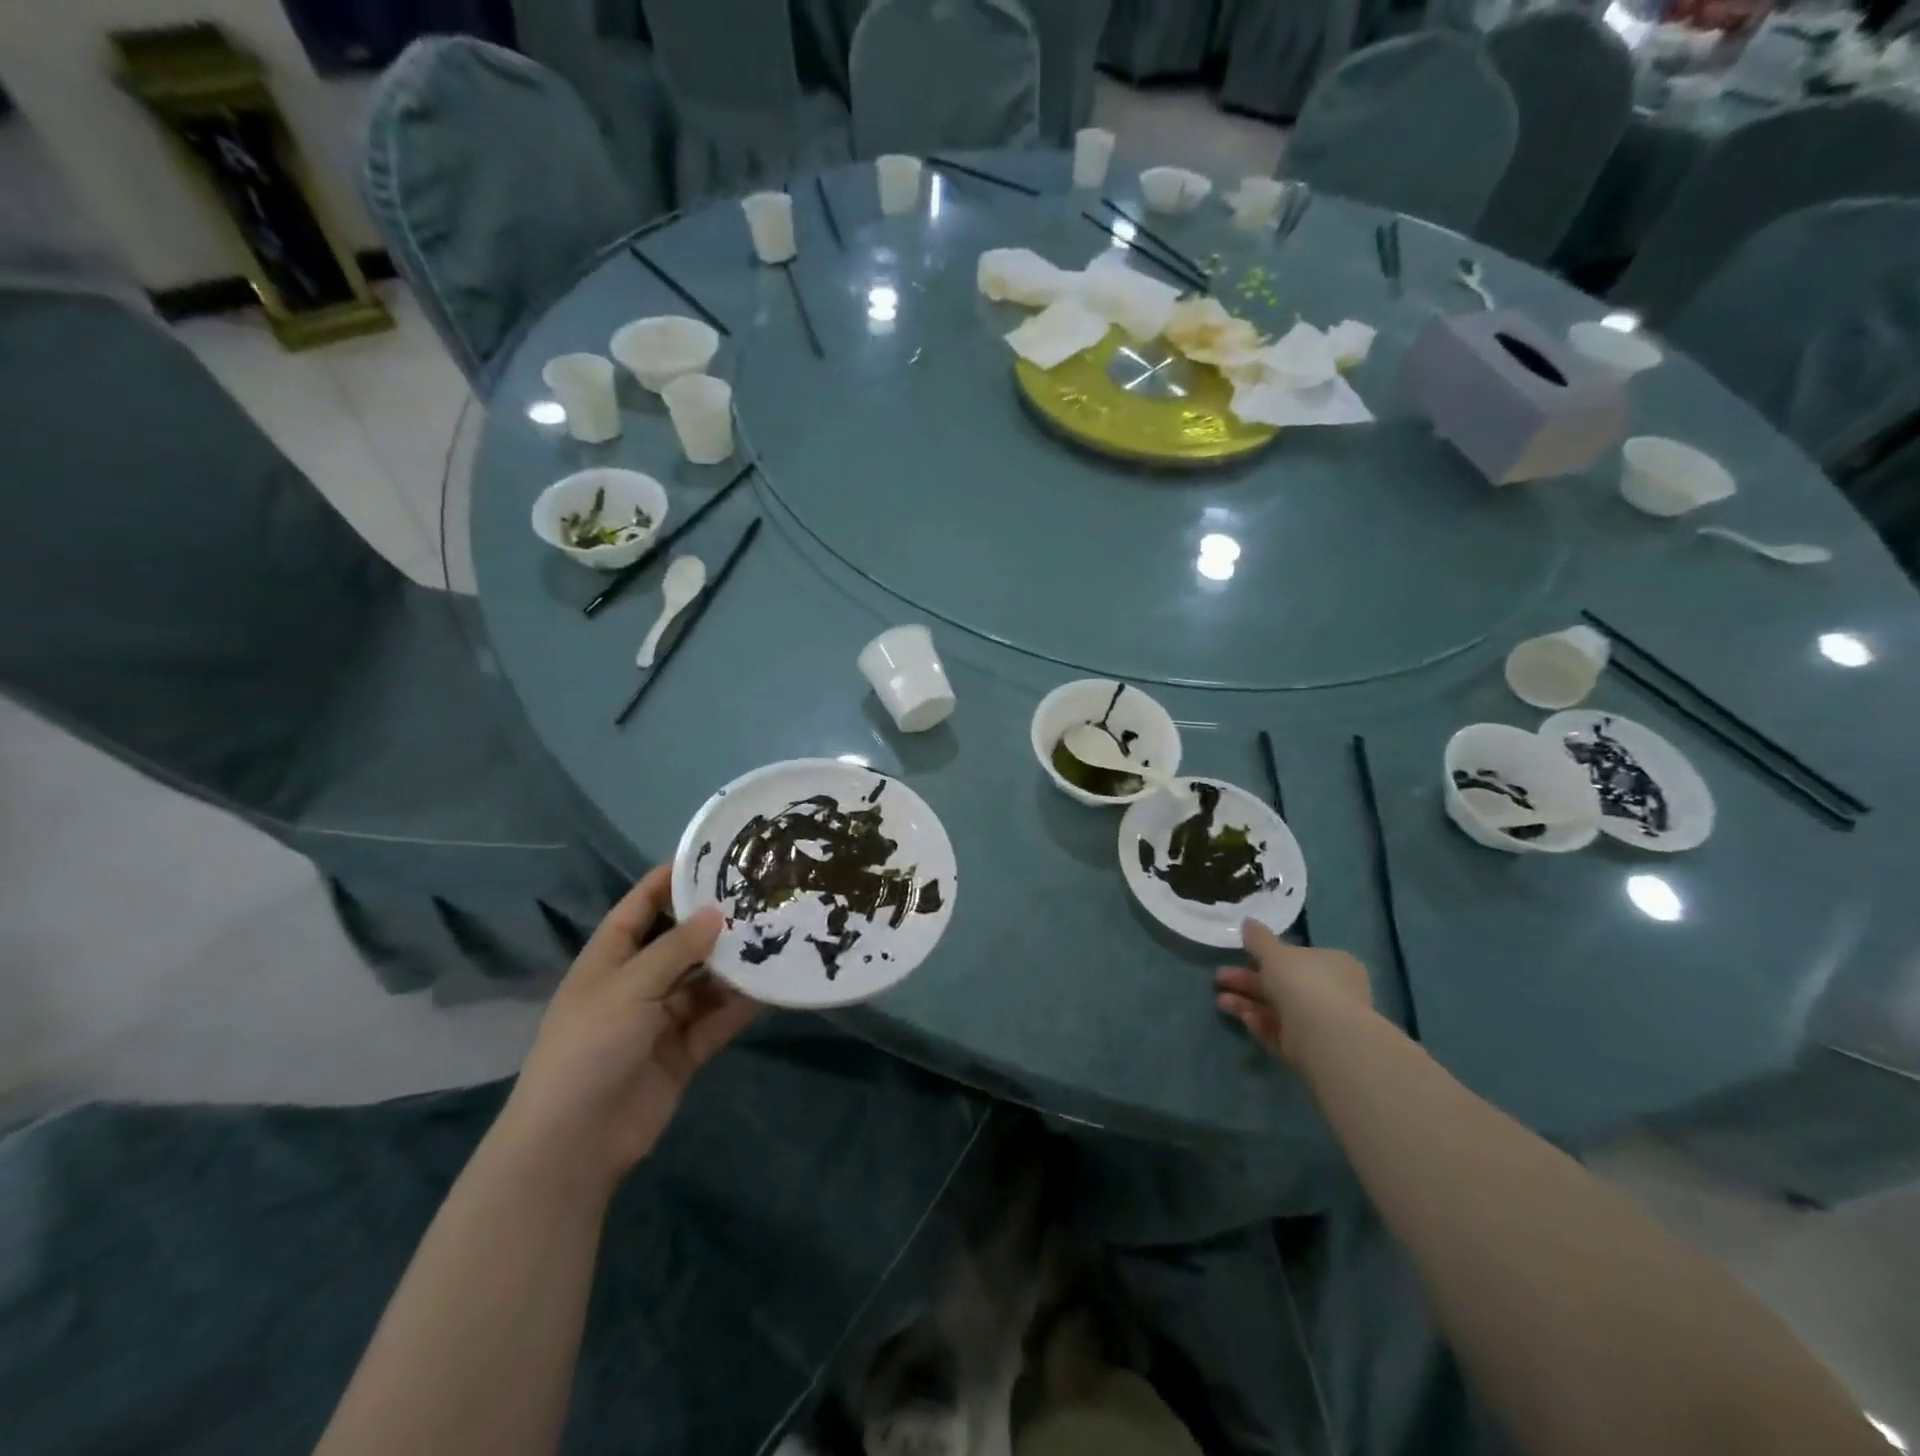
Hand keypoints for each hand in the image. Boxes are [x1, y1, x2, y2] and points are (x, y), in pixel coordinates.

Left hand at [498, 866, 757, 1189]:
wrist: (574, 1144)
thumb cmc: (590, 1048)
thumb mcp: (630, 988)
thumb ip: (676, 950)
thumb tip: (716, 912)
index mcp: (609, 959)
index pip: (641, 906)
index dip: (670, 880)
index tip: (713, 856)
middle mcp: (636, 983)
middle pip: (680, 942)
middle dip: (715, 923)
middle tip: (762, 897)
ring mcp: (660, 1020)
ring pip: (704, 982)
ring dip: (734, 965)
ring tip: (777, 937)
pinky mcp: (683, 1052)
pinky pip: (716, 1019)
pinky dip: (740, 1006)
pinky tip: (772, 987)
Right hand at [1215, 919, 1372, 1066]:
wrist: (1326, 1035)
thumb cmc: (1303, 982)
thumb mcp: (1275, 953)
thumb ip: (1259, 939)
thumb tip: (1248, 922)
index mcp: (1332, 964)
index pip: (1298, 957)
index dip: (1268, 956)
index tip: (1242, 956)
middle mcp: (1332, 992)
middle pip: (1282, 984)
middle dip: (1248, 981)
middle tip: (1220, 978)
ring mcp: (1322, 1022)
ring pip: (1277, 1009)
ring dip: (1247, 1003)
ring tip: (1220, 1001)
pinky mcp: (1310, 1048)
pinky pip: (1281, 1031)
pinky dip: (1261, 1023)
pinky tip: (1244, 1018)